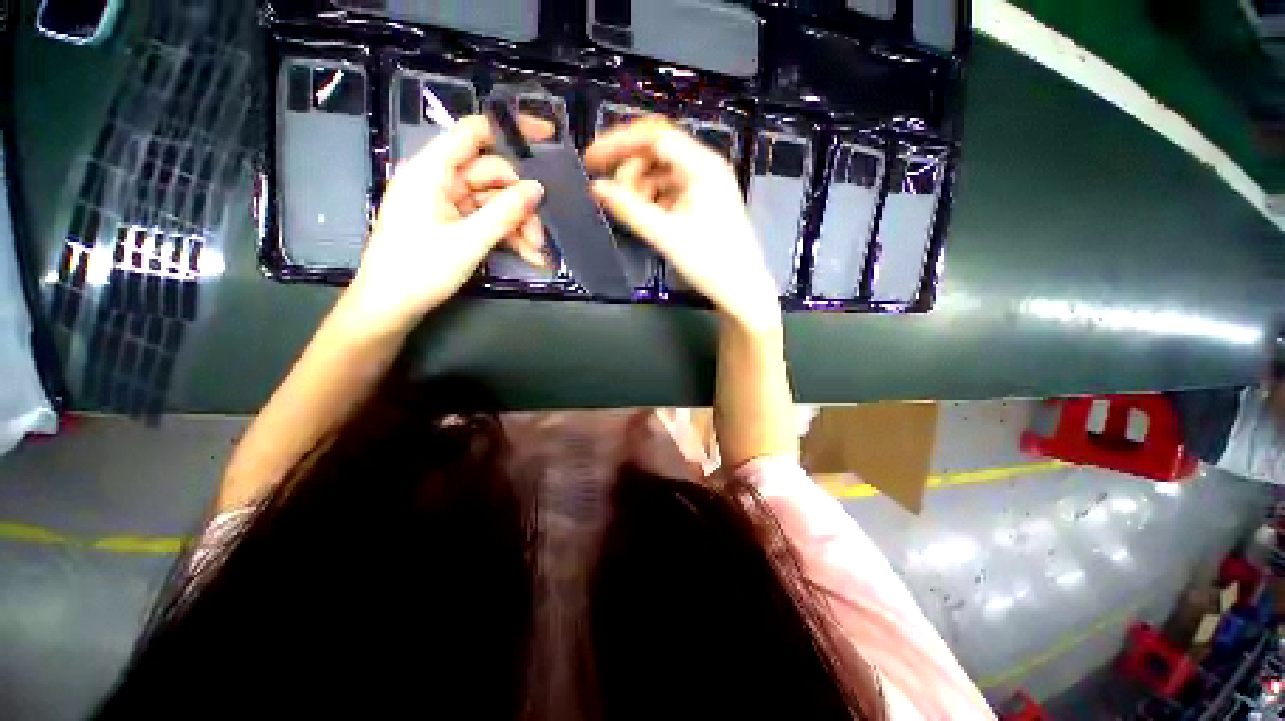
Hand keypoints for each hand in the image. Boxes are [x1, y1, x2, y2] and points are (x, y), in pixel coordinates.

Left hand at [345, 116, 545, 335]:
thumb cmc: (420, 269)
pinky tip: (529, 255)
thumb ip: (504, 212)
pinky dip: (507, 235)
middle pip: (491, 175)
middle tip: (542, 233)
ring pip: (493, 202)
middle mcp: (439, 180)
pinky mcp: (452, 224)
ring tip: (537, 251)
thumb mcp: (468, 241)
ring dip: (518, 224)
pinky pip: (486, 221)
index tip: (546, 138)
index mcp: (431, 170)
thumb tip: (538, 188)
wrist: (390, 307)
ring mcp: (446, 203)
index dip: (509, 132)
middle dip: (520, 202)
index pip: (473, 133)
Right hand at [585, 117, 778, 329]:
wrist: (741, 290)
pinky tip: (647, 216)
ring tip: (631, 211)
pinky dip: (653, 198)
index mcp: (702, 166)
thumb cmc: (710, 263)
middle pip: (658, 151)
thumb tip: (596, 188)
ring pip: (662, 171)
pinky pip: (670, 189)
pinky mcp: (703, 202)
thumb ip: (630, 209)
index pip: (654, 136)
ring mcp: (706, 184)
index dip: (618, 143)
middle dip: (630, 169)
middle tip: (615, 197)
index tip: (591, 161)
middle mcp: (705, 167)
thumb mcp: (667, 236)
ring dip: (641, 186)